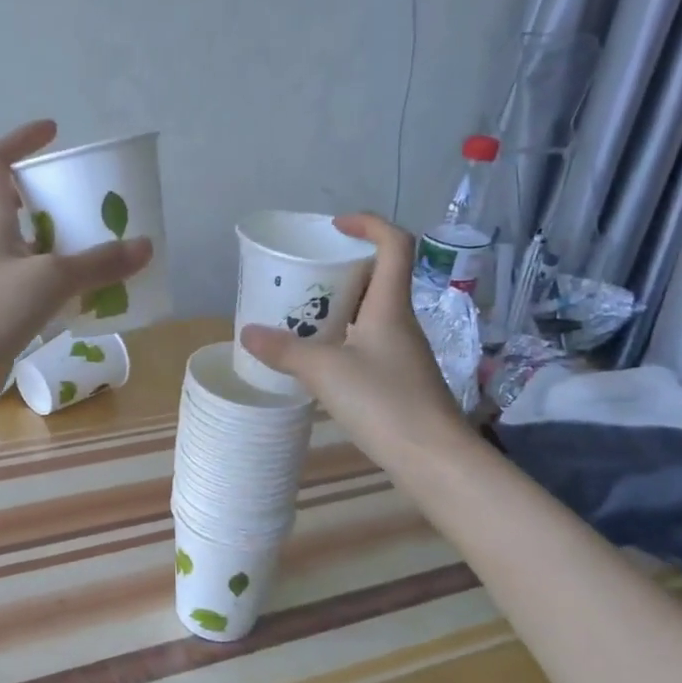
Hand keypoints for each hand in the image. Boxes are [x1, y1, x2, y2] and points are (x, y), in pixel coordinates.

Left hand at [0, 121, 152, 420]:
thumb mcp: (49, 279)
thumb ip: (98, 264)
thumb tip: (144, 246)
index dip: (20, 140)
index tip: (54, 133)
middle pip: (16, 203)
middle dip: (53, 197)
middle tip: (92, 201)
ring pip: (29, 248)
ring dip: (62, 244)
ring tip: (103, 248)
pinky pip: (35, 286)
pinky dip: (61, 285)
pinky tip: (90, 297)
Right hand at [239, 214, 464, 471]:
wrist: (434, 458)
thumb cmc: (384, 402)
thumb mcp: (325, 372)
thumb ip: (285, 351)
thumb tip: (247, 334)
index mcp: (390, 306)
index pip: (394, 244)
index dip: (369, 224)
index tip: (335, 226)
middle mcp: (400, 322)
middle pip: (378, 278)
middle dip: (342, 269)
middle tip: (304, 276)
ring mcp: (401, 353)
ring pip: (370, 313)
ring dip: (339, 307)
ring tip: (301, 315)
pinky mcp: (398, 380)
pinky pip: (367, 343)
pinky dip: (342, 339)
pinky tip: (318, 358)